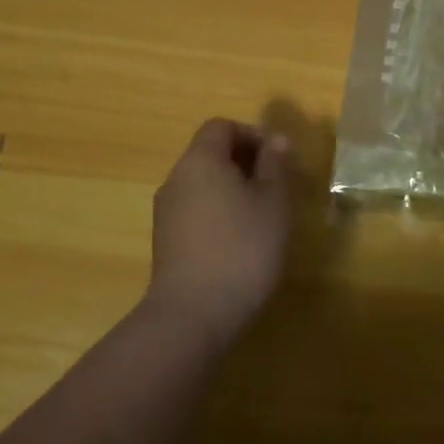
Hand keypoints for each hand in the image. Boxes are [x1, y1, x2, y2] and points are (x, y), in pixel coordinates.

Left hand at [145, 118, 293, 348]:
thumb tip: (276, 140)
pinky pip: (196, 210)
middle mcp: (176, 179)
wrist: (192, 317)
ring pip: (203, 184)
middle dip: (246, 163)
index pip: (222, 127)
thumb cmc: (242, 248)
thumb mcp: (273, 202)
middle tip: (277, 187)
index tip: (278, 159)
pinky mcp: (165, 242)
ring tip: (263, 217)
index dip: (252, 134)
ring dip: (233, 189)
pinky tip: (240, 242)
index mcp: (200, 160)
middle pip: (210, 154)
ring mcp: (166, 212)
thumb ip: (275, 165)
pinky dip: (219, 213)